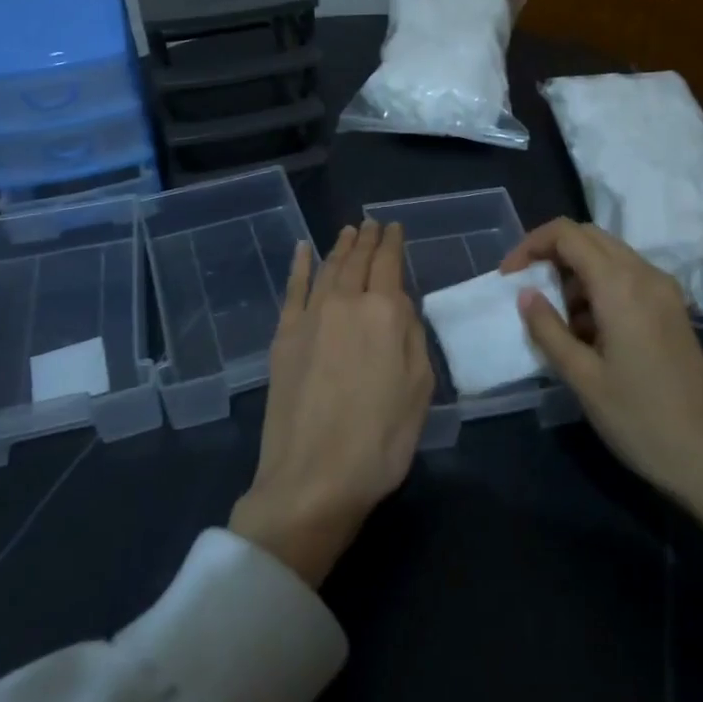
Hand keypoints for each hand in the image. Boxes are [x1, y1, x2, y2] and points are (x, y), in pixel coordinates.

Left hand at [230, 221, 434, 587]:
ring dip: (339, 247)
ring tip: (347, 231)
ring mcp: (310, 318)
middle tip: (371, 223)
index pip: (389, 263)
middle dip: (366, 239)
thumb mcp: (419, 388)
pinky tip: (302, 250)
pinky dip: (298, 266)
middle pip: (357, 260)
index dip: (393, 243)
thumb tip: (400, 303)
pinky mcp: (283, 337)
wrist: (313, 478)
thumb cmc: (380, 439)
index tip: (395, 228)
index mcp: (384, 312)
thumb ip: (411, 335)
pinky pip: (292, 290)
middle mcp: (345, 302)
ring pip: (327, 268)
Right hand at [503, 219, 702, 566]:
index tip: (508, 278)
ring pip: (609, 257)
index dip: (531, 245)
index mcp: (622, 285)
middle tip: (528, 294)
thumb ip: (548, 330)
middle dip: (552, 256)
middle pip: (589, 237)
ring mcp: (664, 291)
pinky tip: (590, 334)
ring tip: (560, 324)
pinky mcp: (672, 310)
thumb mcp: (583, 378)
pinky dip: (599, 289)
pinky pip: (627, 279)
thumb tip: (524, 294)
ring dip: (576, 275)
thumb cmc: (641, 420)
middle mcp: (646, 275)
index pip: (568, 234)